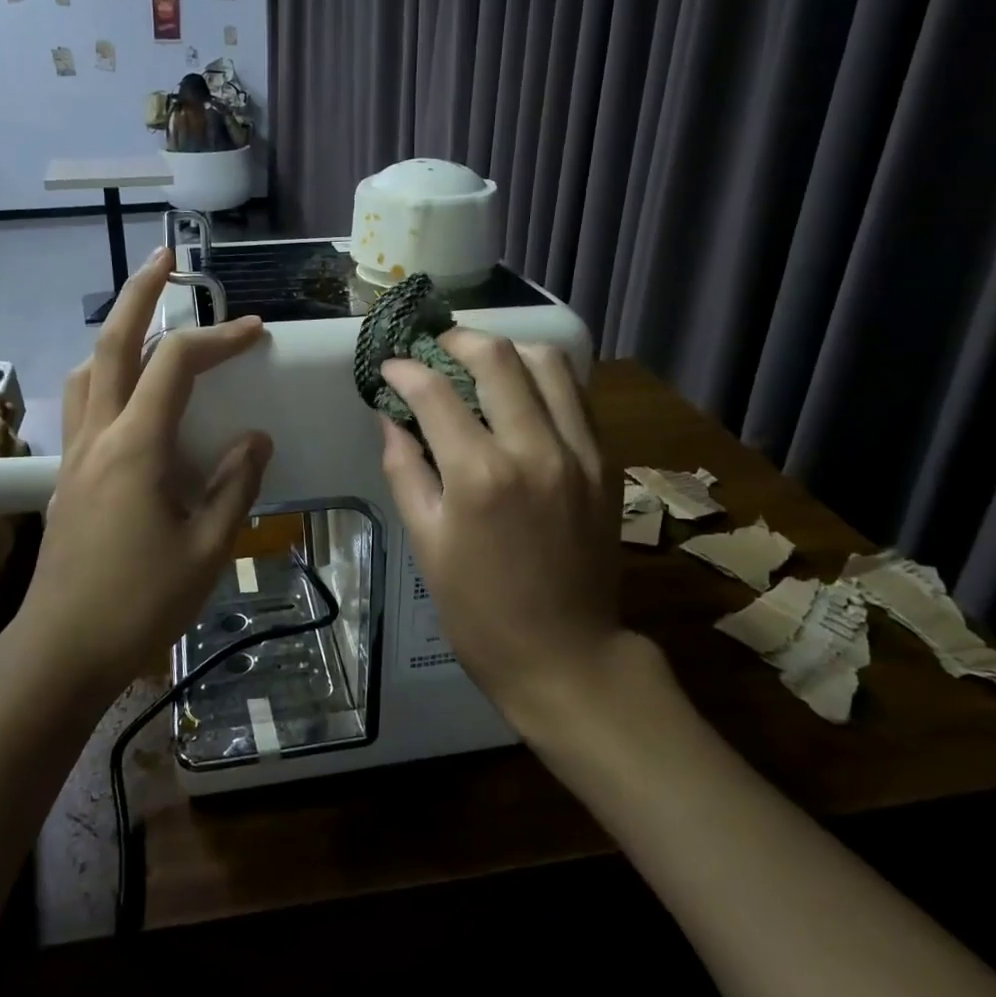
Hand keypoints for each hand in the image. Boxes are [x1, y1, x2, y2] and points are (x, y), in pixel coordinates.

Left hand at [18, 247, 270, 695]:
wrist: (60, 651)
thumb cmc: (139, 603)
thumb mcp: (208, 548)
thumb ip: (235, 485)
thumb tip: (254, 438)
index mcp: (134, 447)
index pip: (175, 364)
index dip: (217, 338)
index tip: (256, 332)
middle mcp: (96, 436)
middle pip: (109, 344)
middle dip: (139, 293)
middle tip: (167, 259)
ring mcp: (74, 455)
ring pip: (86, 371)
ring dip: (116, 333)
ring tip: (147, 321)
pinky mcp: (67, 477)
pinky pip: (83, 404)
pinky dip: (106, 374)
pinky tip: (130, 393)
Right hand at [377, 331, 630, 726]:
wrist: (567, 656)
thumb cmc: (479, 611)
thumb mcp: (427, 544)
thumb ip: (405, 470)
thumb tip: (390, 418)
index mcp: (480, 476)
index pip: (436, 392)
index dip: (404, 370)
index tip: (390, 367)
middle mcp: (535, 449)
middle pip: (498, 357)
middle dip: (458, 340)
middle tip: (435, 348)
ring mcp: (579, 452)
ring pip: (549, 362)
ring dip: (509, 350)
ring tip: (481, 363)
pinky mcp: (605, 463)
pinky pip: (576, 396)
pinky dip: (544, 379)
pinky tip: (522, 394)